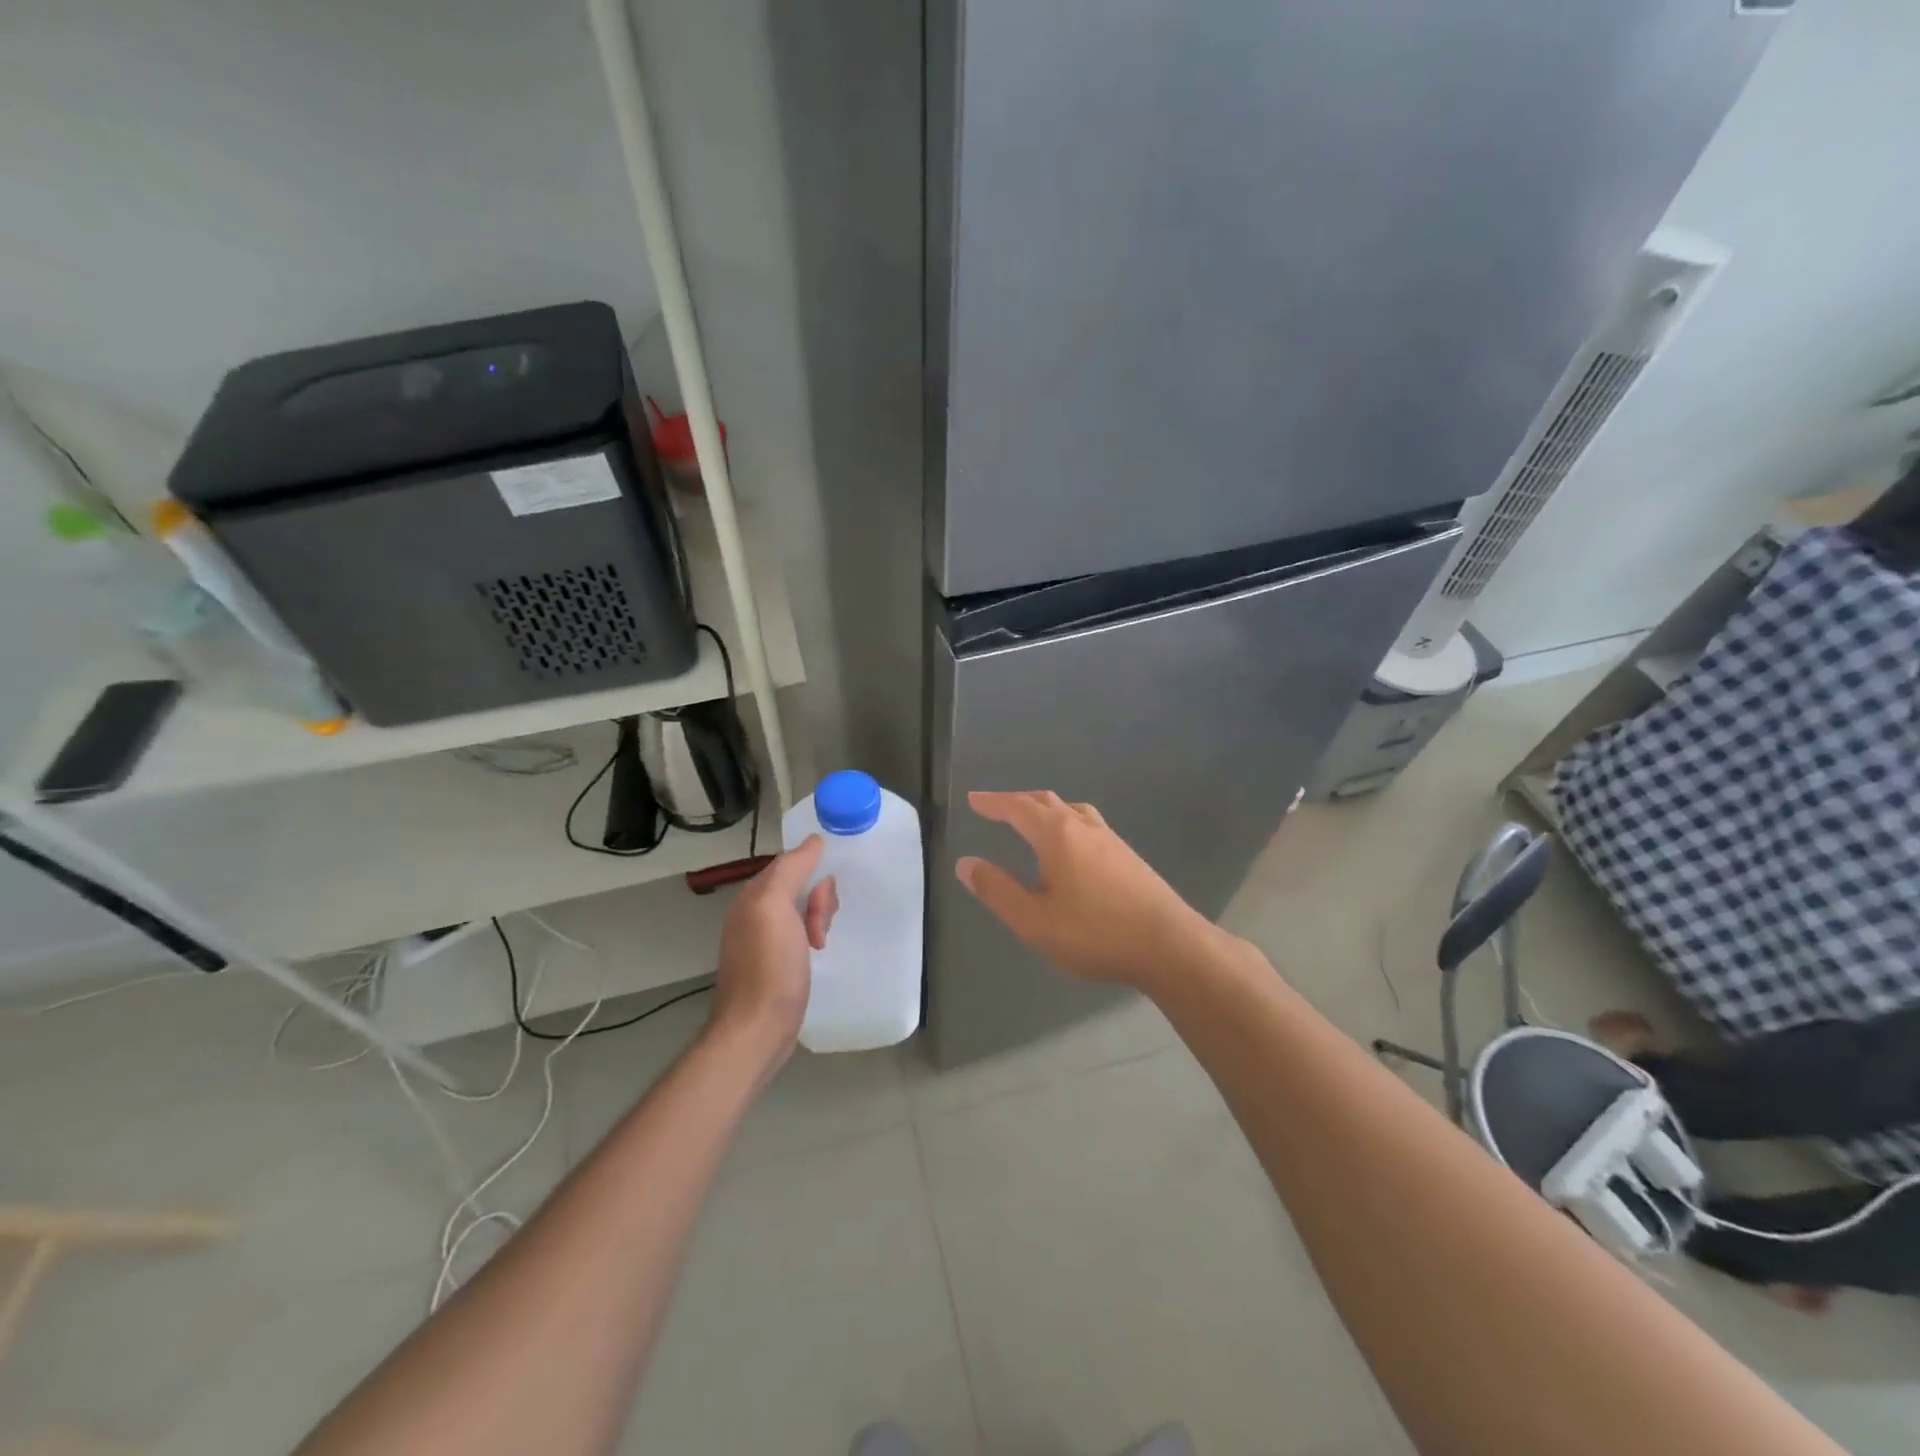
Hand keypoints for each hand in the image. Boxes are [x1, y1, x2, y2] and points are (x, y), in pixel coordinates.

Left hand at [708, 836, 836, 1070]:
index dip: (813, 875)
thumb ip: (791, 869)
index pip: (791, 864)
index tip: (823, 900)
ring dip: (818, 921)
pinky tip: (816, 953)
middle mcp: (754, 913)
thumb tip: (814, 840)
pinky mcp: (774, 963)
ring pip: (803, 910)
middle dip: (818, 901)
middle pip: (799, 886)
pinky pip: (800, 934)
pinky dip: (813, 938)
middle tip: (818, 929)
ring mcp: (763, 939)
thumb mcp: (776, 908)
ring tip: (818, 945)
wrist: (757, 1029)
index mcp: (753, 896)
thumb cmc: (769, 966)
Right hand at [955, 790, 1217, 989]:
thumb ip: (997, 890)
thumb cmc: (1094, 933)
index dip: (993, 803)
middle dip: (1017, 801)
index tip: (974, 799)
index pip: (1017, 808)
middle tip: (997, 807)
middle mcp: (1084, 827)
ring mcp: (1110, 839)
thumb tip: (966, 863)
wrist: (1168, 944)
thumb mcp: (1034, 920)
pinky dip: (1067, 822)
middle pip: (1045, 801)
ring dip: (1046, 808)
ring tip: (1033, 819)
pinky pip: (1088, 824)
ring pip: (1071, 810)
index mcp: (1057, 834)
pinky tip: (1073, 846)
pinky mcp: (1128, 855)